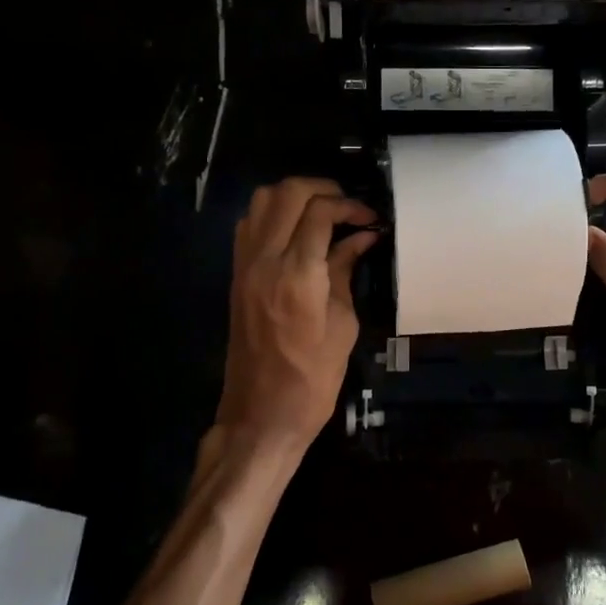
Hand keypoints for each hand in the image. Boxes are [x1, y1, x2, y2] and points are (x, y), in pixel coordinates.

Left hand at [214, 177, 377, 457]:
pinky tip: (297, 232)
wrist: (261, 415)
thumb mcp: (343, 325)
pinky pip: (250, 224)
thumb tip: (362, 238)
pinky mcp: (236, 275)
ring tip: (323, 213)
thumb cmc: (312, 379)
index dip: (349, 205)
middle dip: (322, 189)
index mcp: (297, 276)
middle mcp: (264, 261)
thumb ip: (346, 272)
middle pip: (287, 193)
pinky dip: (274, 214)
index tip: (369, 217)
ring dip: (294, 196)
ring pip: (262, 201)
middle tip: (347, 206)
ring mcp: (245, 266)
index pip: (319, 212)